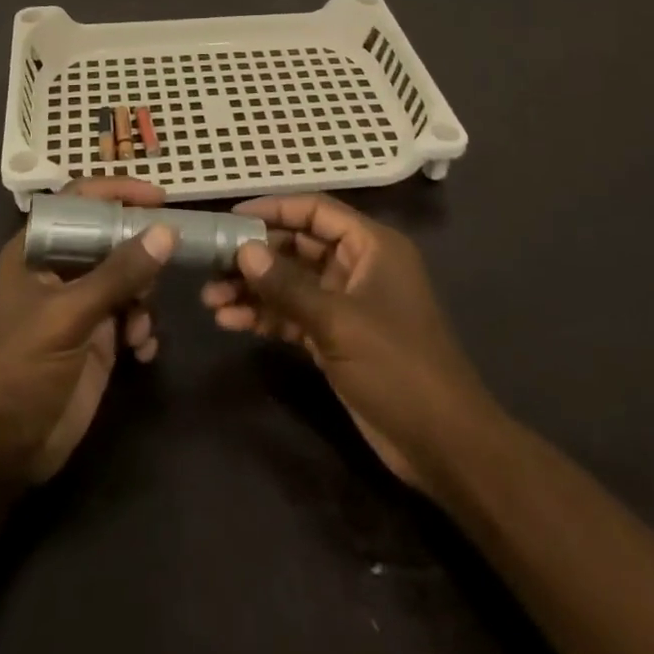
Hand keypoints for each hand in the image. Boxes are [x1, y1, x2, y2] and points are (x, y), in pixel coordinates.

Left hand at [0, 179, 174, 482]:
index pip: (79, 200)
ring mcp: (79, 303)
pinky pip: (132, 314)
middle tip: (164, 267)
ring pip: (127, 277)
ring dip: (143, 298)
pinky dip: (142, 327)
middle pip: (110, 237)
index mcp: (37, 249)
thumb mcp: (70, 316)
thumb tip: (167, 231)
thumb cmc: (24, 369)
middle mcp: (59, 269)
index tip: (159, 198)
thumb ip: (119, 273)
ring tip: (138, 327)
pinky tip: (141, 351)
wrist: (6, 448)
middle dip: (139, 254)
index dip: (117, 192)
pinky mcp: (96, 337)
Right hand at [202, 193, 491, 495]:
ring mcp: (347, 303)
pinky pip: (294, 314)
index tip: (230, 218)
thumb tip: (243, 251)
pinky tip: (230, 322)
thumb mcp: (338, 321)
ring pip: (291, 282)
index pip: (316, 210)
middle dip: (255, 255)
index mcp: (371, 246)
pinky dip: (265, 316)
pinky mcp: (337, 336)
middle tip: (210, 263)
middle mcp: (358, 266)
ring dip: (253, 289)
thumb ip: (288, 285)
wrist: (442, 444)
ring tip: (210, 298)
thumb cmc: (397, 365)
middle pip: (298, 246)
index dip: (274, 209)